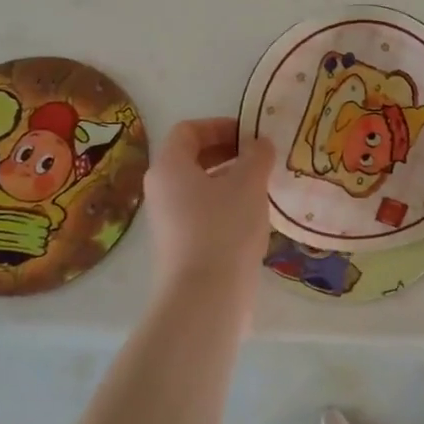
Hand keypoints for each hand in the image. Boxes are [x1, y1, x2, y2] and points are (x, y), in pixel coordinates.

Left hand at [143, 117, 274, 297]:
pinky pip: (203, 213)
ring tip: (263, 187)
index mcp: (169, 167)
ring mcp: (168, 221)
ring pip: (200, 188)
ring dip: (230, 181)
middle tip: (261, 158)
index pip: (189, 130)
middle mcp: (161, 190)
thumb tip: (259, 144)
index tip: (251, 135)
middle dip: (228, 153)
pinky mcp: (180, 246)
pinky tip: (253, 218)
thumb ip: (257, 155)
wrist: (205, 297)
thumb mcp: (249, 182)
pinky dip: (226, 207)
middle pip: (192, 158)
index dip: (220, 126)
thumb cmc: (224, 228)